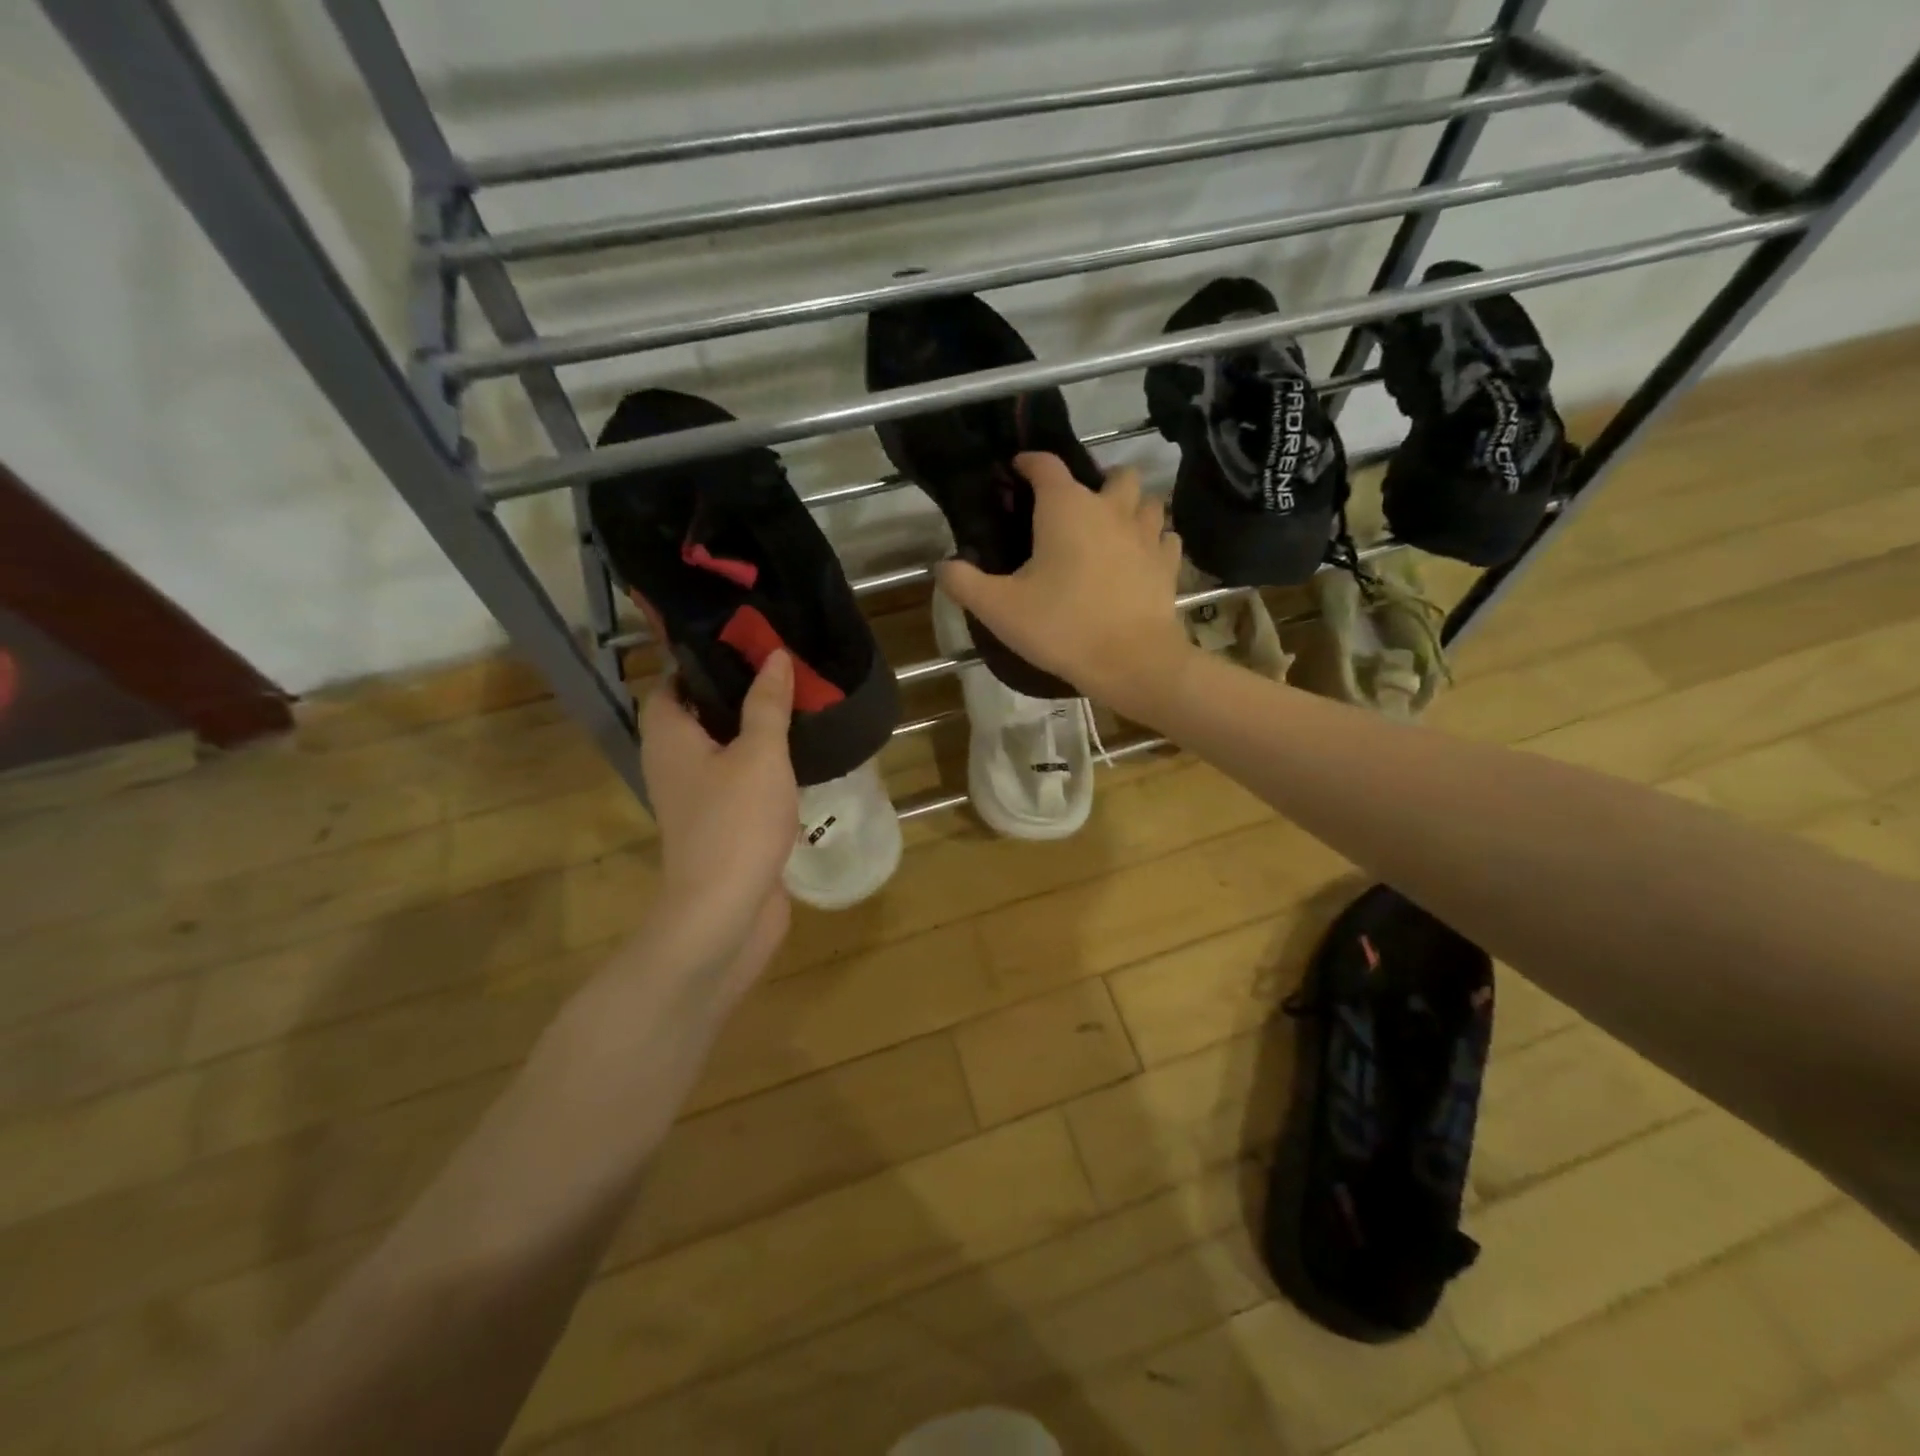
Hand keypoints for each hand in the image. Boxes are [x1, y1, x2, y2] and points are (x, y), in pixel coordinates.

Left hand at [639, 652, 797, 994]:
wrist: (725, 912)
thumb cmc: (736, 822)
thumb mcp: (760, 754)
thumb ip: (767, 704)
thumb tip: (773, 655)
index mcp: (669, 737)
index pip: (673, 682)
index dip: (702, 659)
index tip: (744, 639)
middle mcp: (673, 763)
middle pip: (698, 713)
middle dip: (735, 691)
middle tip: (780, 667)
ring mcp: (696, 797)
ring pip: (720, 748)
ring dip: (751, 729)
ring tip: (795, 702)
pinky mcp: (720, 824)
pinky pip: (736, 779)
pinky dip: (760, 764)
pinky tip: (796, 756)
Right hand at [937, 453, 1194, 717]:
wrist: (1132, 662)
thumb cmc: (1061, 627)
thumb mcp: (999, 609)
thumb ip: (964, 582)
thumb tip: (942, 565)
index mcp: (1066, 508)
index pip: (1046, 465)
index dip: (1029, 462)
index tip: (1017, 470)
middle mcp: (1110, 509)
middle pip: (1113, 474)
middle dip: (1096, 482)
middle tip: (1076, 511)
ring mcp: (1146, 534)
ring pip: (1146, 501)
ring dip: (1131, 508)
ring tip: (1112, 531)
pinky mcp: (1168, 564)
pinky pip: (1165, 538)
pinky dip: (1153, 541)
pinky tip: (1139, 558)